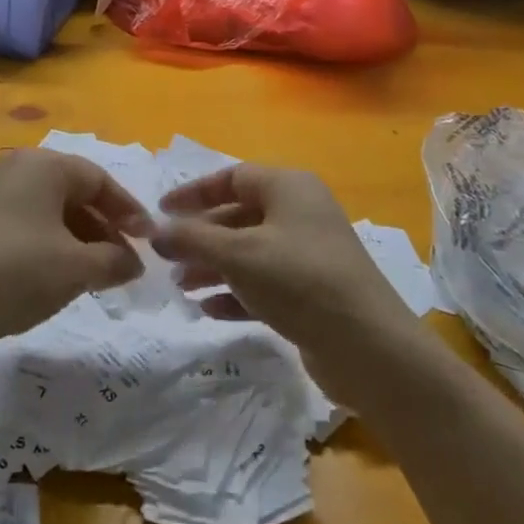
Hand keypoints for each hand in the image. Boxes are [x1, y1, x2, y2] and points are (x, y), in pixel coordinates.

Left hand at [0, 150, 146, 357]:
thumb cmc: (15, 273)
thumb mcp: (75, 269)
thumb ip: (114, 261)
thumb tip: (135, 263)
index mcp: (44, 166)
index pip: (100, 180)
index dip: (128, 211)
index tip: (149, 241)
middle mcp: (17, 169)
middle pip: (75, 193)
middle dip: (104, 229)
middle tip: (124, 263)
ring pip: (51, 211)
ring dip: (80, 240)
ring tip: (96, 275)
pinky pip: (28, 224)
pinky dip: (51, 245)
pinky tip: (57, 277)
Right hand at [150, 164, 426, 393]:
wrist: (368, 346)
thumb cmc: (298, 280)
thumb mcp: (238, 254)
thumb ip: (191, 239)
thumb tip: (155, 232)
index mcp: (289, 187)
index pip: (232, 177)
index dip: (194, 192)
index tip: (161, 212)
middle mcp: (300, 214)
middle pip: (238, 216)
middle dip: (200, 237)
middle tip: (166, 259)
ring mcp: (307, 254)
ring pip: (249, 252)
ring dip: (213, 267)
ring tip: (181, 288)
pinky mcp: (311, 293)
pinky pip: (264, 283)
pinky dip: (236, 292)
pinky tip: (209, 310)